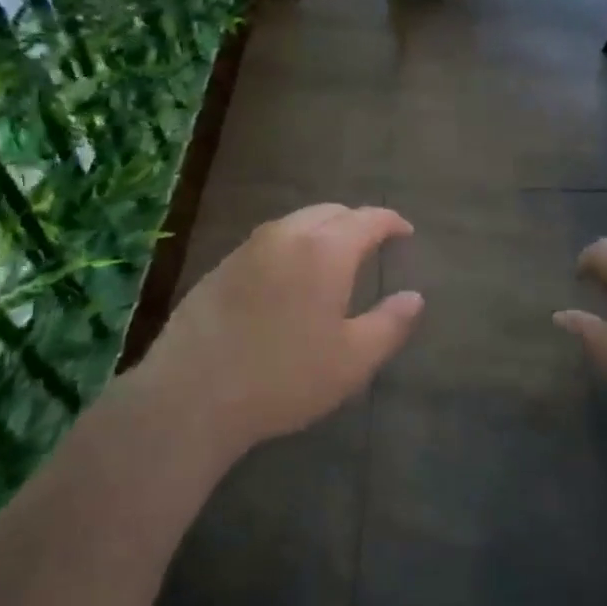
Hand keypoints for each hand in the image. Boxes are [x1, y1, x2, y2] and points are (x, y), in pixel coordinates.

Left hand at [140, 204, 423, 457]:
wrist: (192, 393)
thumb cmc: (284, 377)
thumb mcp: (352, 360)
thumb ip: (389, 323)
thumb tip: (414, 297)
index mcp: (325, 249)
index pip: (367, 218)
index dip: (390, 221)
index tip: (405, 232)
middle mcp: (286, 235)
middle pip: (329, 212)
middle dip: (356, 222)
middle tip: (372, 244)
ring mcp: (248, 247)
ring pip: (295, 223)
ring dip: (321, 231)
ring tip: (333, 259)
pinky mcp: (220, 266)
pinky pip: (268, 242)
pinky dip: (291, 246)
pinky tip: (288, 279)